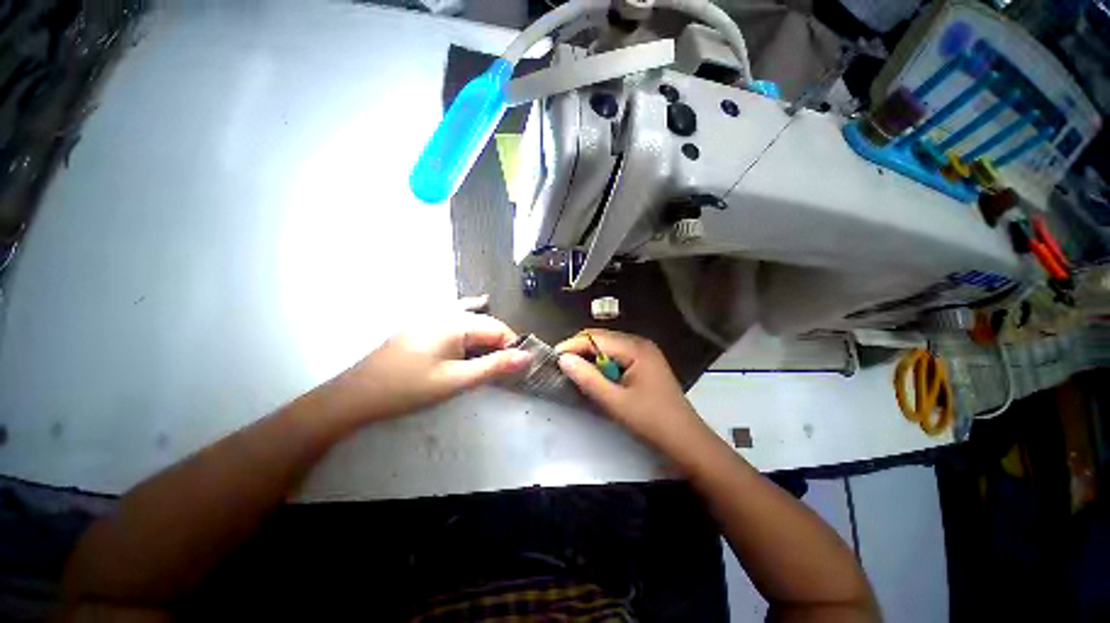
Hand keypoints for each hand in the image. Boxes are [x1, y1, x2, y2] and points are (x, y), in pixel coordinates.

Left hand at [344, 300, 530, 420]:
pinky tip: (479, 305)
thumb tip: (528, 356)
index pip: (498, 329)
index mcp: (456, 323)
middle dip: (500, 344)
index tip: (515, 368)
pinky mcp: (423, 323)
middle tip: (503, 368)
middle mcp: (446, 312)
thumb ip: (494, 366)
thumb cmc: (409, 388)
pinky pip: (454, 314)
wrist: (357, 395)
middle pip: (485, 323)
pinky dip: (470, 314)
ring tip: (494, 353)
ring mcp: (432, 316)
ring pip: (471, 319)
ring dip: (486, 335)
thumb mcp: (456, 380)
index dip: (511, 347)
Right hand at [555, 329, 710, 456]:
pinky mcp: (644, 363)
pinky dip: (602, 364)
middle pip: (602, 338)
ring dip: (590, 357)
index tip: (553, 358)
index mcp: (636, 348)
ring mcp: (644, 352)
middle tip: (561, 366)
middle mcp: (640, 343)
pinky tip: (595, 377)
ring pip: (608, 347)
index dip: (572, 345)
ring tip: (574, 372)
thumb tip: (563, 359)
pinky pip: (616, 356)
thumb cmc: (652, 421)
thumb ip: (588, 379)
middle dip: (579, 349)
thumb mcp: (615, 402)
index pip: (596, 338)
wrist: (686, 441)